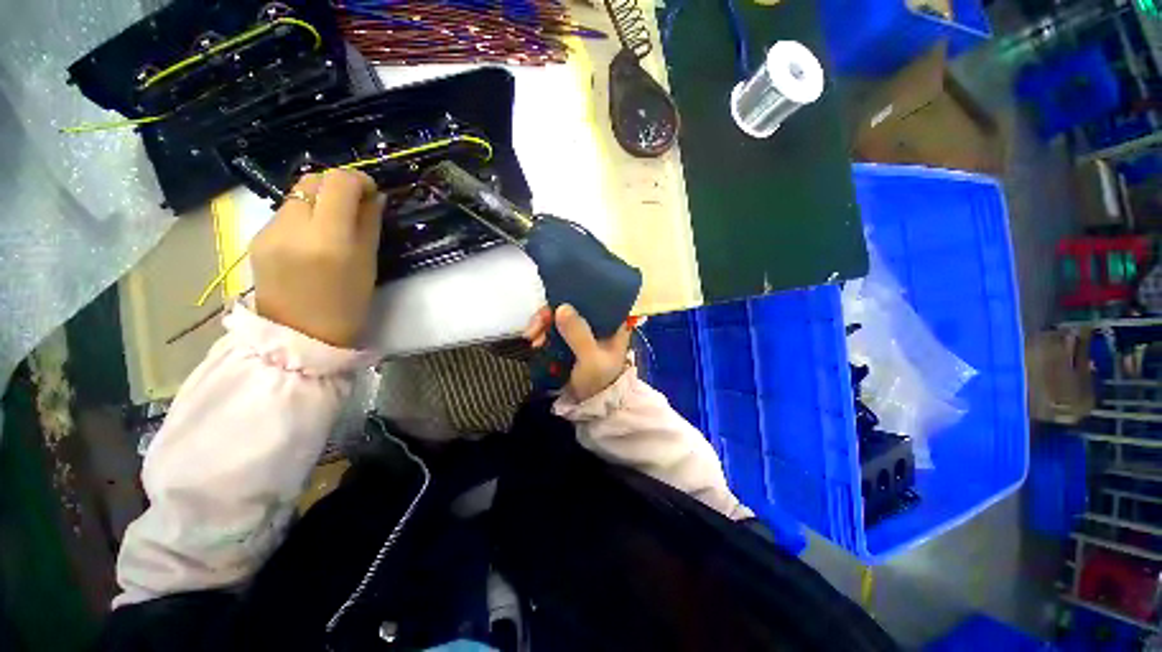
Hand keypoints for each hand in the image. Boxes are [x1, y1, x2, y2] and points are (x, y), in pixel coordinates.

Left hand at [252, 169, 384, 347]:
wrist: (300, 335)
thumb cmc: (347, 304)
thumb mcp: (368, 264)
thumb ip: (370, 225)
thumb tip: (374, 198)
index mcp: (327, 238)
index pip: (338, 183)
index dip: (359, 179)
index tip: (372, 193)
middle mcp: (292, 227)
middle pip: (312, 180)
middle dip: (337, 186)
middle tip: (355, 205)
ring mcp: (269, 231)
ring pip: (297, 195)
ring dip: (320, 200)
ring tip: (334, 224)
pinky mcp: (257, 238)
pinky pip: (285, 213)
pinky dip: (304, 215)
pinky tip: (312, 238)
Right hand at [524, 304, 632, 400]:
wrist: (590, 406)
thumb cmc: (598, 382)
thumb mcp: (591, 359)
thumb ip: (578, 334)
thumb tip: (561, 308)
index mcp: (611, 323)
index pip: (595, 297)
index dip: (575, 293)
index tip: (555, 300)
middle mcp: (596, 323)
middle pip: (571, 306)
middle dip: (550, 314)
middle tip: (535, 327)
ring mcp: (580, 331)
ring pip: (558, 317)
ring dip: (542, 325)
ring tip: (531, 339)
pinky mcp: (567, 341)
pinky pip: (552, 329)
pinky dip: (541, 333)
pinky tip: (533, 342)